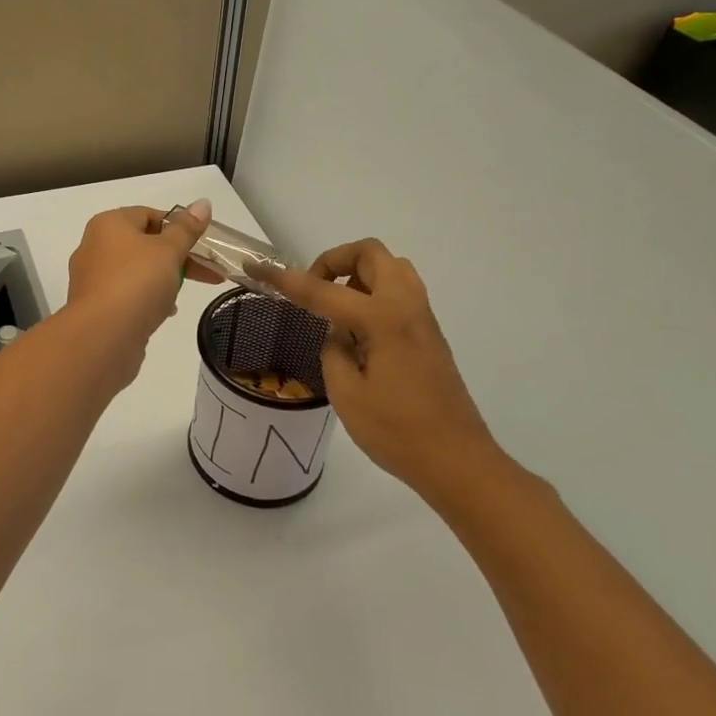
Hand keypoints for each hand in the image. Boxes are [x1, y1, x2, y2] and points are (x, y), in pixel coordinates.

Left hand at [65, 201, 223, 346]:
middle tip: (209, 273)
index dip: (178, 227)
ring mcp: (92, 278)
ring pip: (136, 271)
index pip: (149, 214)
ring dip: (163, 280)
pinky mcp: (95, 306)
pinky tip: (164, 312)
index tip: (202, 245)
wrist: (103, 336)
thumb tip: (203, 202)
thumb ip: (187, 229)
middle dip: (178, 257)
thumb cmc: (137, 283)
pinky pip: (127, 294)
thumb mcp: (169, 251)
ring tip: (181, 296)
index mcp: (109, 224)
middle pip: (144, 244)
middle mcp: (95, 246)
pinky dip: (147, 299)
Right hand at [268, 239, 507, 504]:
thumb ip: (333, 351)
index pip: (324, 290)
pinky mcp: (429, 334)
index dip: (287, 279)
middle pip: (370, 254)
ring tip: (337, 310)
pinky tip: (359, 332)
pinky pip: (400, 292)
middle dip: (335, 261)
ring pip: (390, 268)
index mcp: (383, 320)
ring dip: (358, 275)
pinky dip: (373, 293)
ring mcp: (423, 319)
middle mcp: (406, 308)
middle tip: (315, 291)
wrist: (458, 461)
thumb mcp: (347, 394)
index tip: (258, 268)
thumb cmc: (398, 432)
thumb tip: (337, 334)